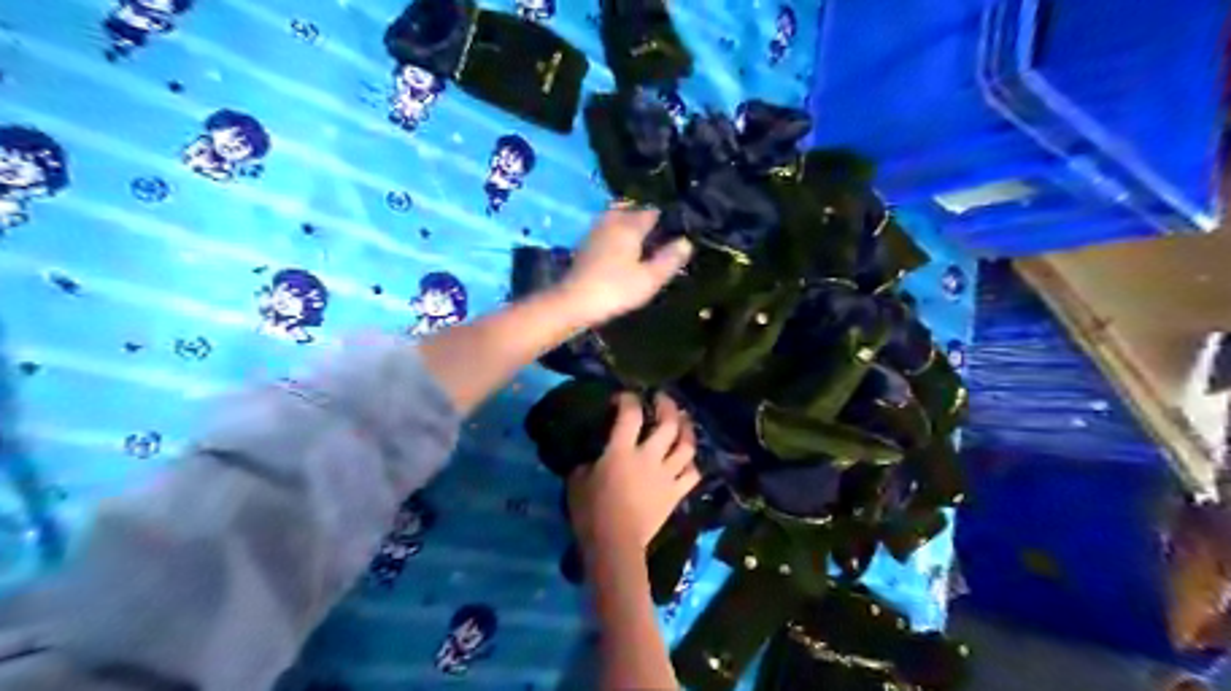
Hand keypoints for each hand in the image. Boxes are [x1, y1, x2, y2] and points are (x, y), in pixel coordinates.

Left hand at [557, 203, 691, 325]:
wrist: (575, 301)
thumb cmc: (616, 289)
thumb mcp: (650, 278)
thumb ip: (670, 259)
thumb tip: (686, 242)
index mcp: (629, 225)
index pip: (654, 213)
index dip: (667, 222)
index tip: (677, 235)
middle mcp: (611, 221)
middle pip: (634, 213)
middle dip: (648, 222)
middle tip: (661, 241)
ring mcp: (596, 230)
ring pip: (619, 220)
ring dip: (631, 228)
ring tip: (644, 246)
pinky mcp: (586, 244)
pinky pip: (608, 231)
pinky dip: (618, 237)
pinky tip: (623, 253)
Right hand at [569, 393, 700, 555]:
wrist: (615, 545)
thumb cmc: (591, 512)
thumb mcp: (577, 480)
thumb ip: (587, 462)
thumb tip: (593, 458)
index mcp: (622, 451)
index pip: (630, 414)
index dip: (628, 399)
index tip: (623, 398)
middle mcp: (649, 457)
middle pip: (668, 424)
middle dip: (667, 405)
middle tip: (662, 398)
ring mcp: (666, 475)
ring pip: (686, 446)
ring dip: (687, 430)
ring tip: (683, 421)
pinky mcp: (675, 494)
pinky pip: (692, 474)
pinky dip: (692, 463)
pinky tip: (688, 458)